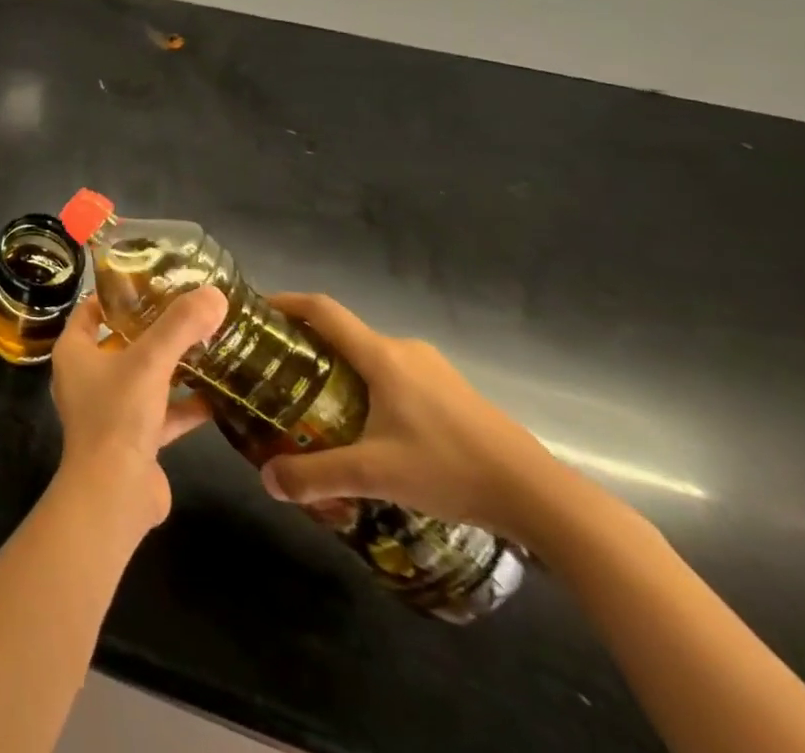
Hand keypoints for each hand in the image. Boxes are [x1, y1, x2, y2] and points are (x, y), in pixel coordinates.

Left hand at [50, 287, 229, 535]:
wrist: (114, 493)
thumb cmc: (118, 414)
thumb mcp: (150, 362)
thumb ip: (180, 326)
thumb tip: (214, 293)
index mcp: (74, 351)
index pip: (91, 310)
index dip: (117, 295)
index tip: (151, 281)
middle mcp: (86, 376)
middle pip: (120, 342)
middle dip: (152, 329)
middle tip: (188, 311)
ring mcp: (109, 410)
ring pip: (142, 378)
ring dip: (171, 367)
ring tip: (208, 347)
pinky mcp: (132, 440)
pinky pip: (160, 413)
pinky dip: (184, 406)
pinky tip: (217, 398)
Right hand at [259, 293, 574, 543]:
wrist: (547, 501)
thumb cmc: (452, 470)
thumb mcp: (375, 475)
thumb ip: (316, 475)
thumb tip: (267, 482)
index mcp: (381, 355)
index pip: (321, 309)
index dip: (285, 302)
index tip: (257, 312)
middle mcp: (405, 351)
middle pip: (345, 334)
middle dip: (309, 346)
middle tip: (280, 372)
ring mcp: (436, 371)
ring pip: (373, 357)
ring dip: (342, 369)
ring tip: (319, 401)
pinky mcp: (457, 395)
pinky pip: (398, 375)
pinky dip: (372, 386)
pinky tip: (372, 427)